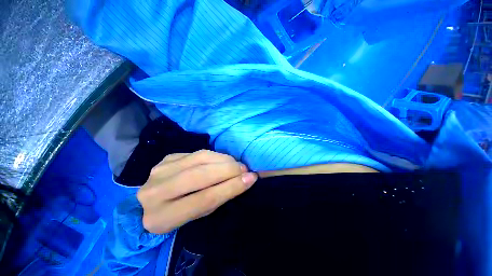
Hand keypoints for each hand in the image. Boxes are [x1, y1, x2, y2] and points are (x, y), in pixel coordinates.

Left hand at [137, 150, 257, 233]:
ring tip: (236, 163)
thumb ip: (217, 197)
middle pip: (200, 175)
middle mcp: (156, 191)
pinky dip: (214, 155)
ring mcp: (160, 170)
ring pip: (200, 158)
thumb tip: (243, 180)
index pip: (204, 199)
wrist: (151, 202)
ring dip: (223, 159)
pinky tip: (221, 160)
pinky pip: (197, 153)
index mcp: (162, 218)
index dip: (231, 187)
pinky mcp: (167, 158)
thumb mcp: (197, 215)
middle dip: (228, 169)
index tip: (251, 178)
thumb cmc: (178, 213)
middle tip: (245, 169)